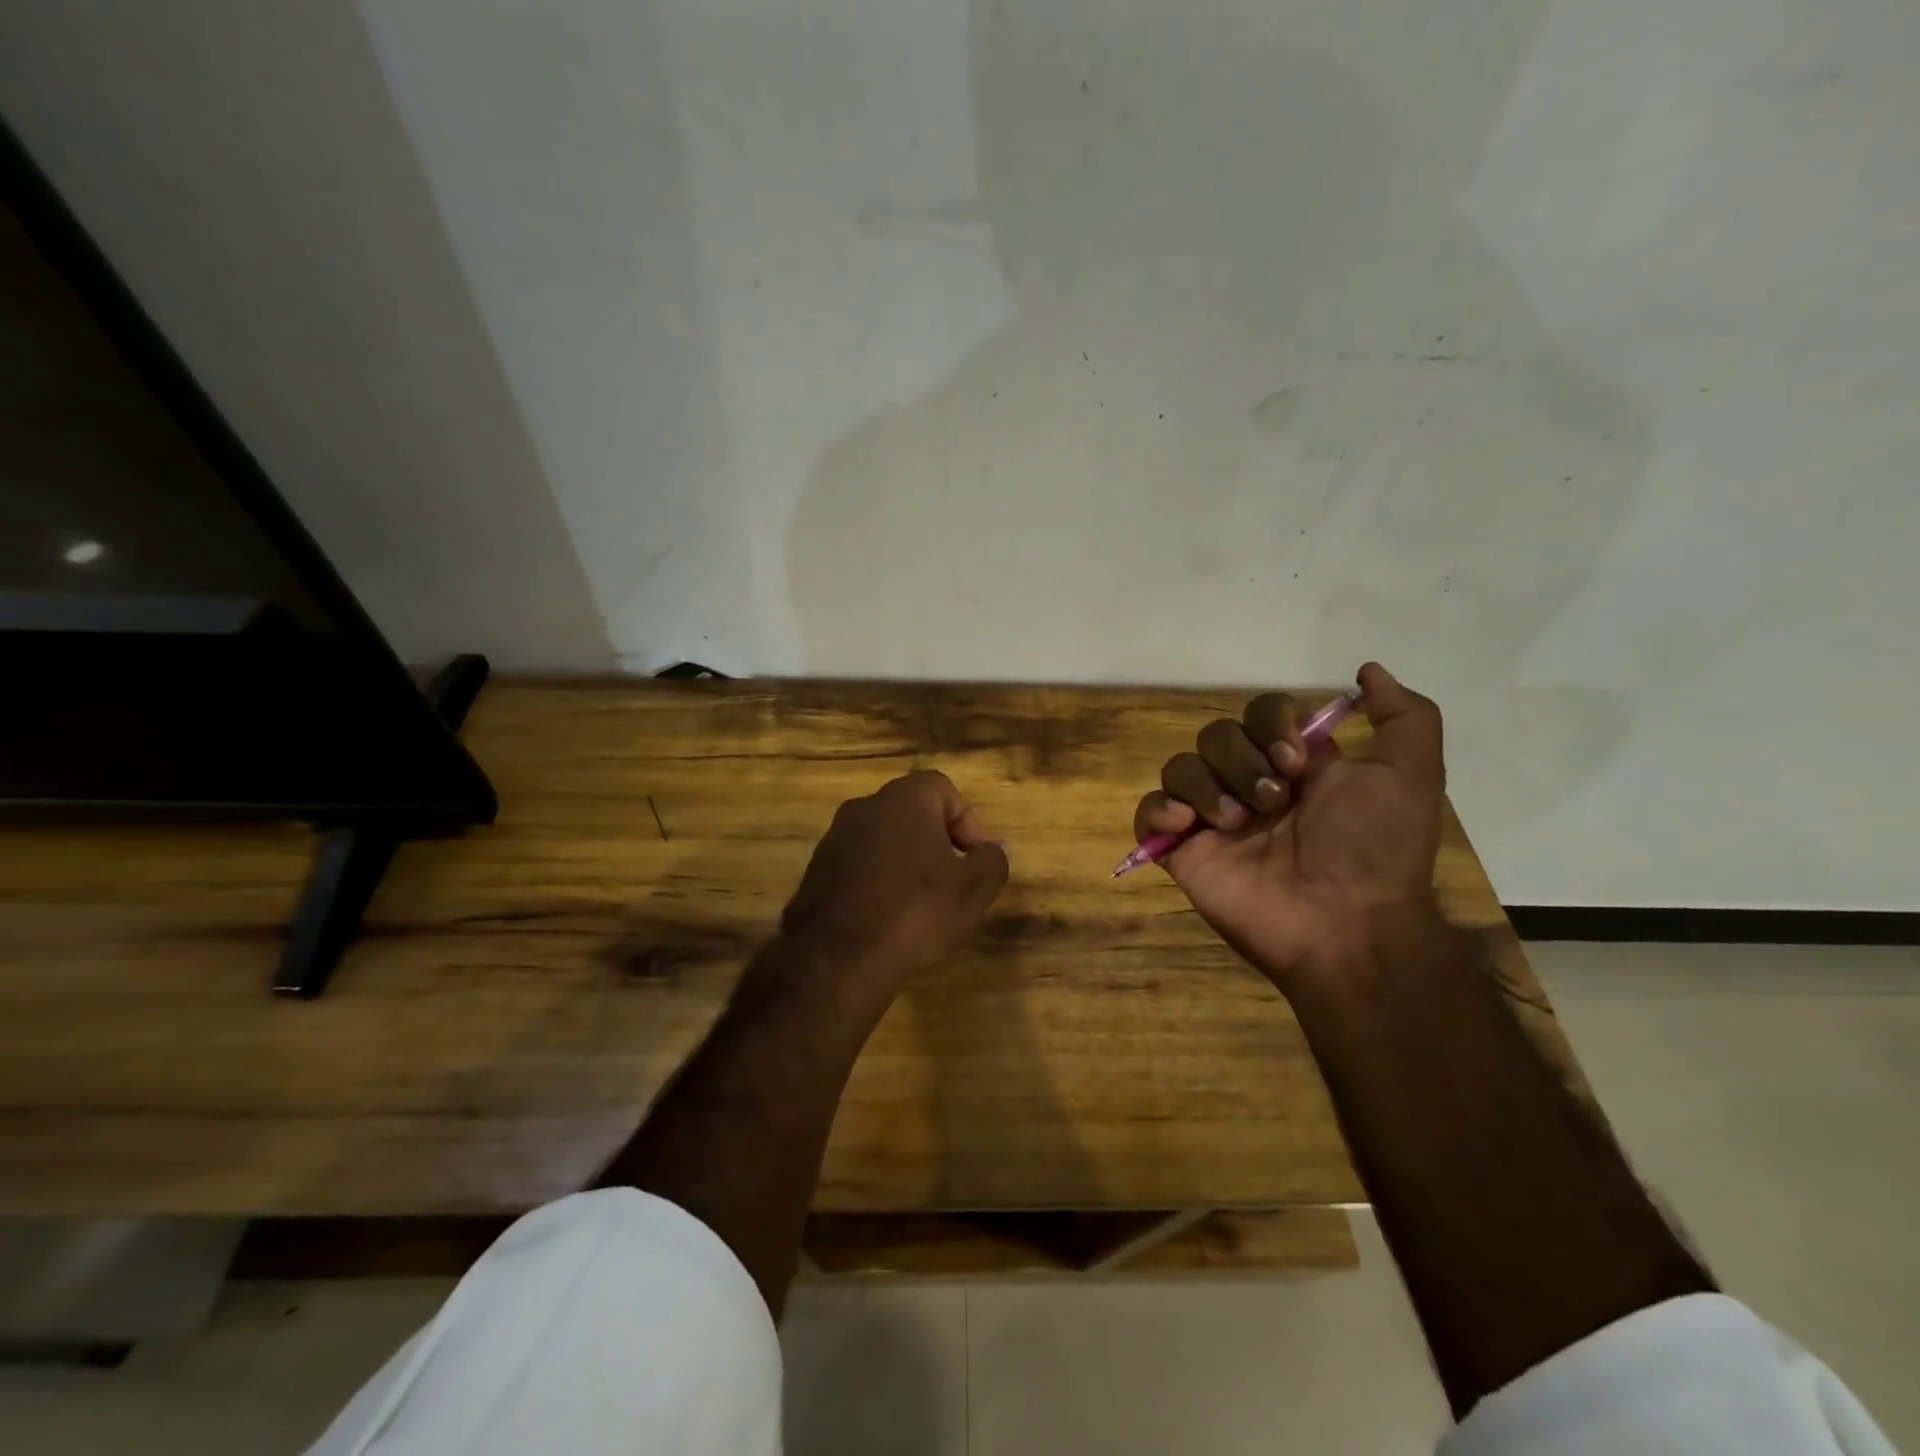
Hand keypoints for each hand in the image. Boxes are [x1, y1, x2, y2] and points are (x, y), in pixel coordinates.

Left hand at [781, 770, 1010, 987]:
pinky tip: (888, 916)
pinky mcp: (816, 869)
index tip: (974, 858)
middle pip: (912, 812)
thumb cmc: (915, 912)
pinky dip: (878, 879)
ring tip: (921, 902)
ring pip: (884, 838)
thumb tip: (993, 849)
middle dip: (937, 841)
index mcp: (904, 798)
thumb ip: (991, 862)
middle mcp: (865, 806)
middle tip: (952, 879)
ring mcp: (835, 837)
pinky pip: (859, 863)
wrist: (837, 958)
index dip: (966, 821)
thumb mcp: (971, 891)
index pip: (943, 789)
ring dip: (906, 861)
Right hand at [1132, 662, 1445, 989]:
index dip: (1272, 724)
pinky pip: (1148, 812)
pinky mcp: (1182, 851)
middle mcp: (1249, 784)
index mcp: (1294, 765)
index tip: (1297, 761)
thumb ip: (1404, 716)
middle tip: (1273, 802)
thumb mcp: (1412, 774)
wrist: (1345, 924)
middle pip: (1216, 734)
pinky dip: (1160, 810)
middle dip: (1242, 761)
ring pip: (1180, 767)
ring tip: (1236, 824)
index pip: (1261, 712)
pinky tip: (1188, 826)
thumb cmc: (1374, 847)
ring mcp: (1212, 819)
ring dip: (1207, 787)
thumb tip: (1367, 671)